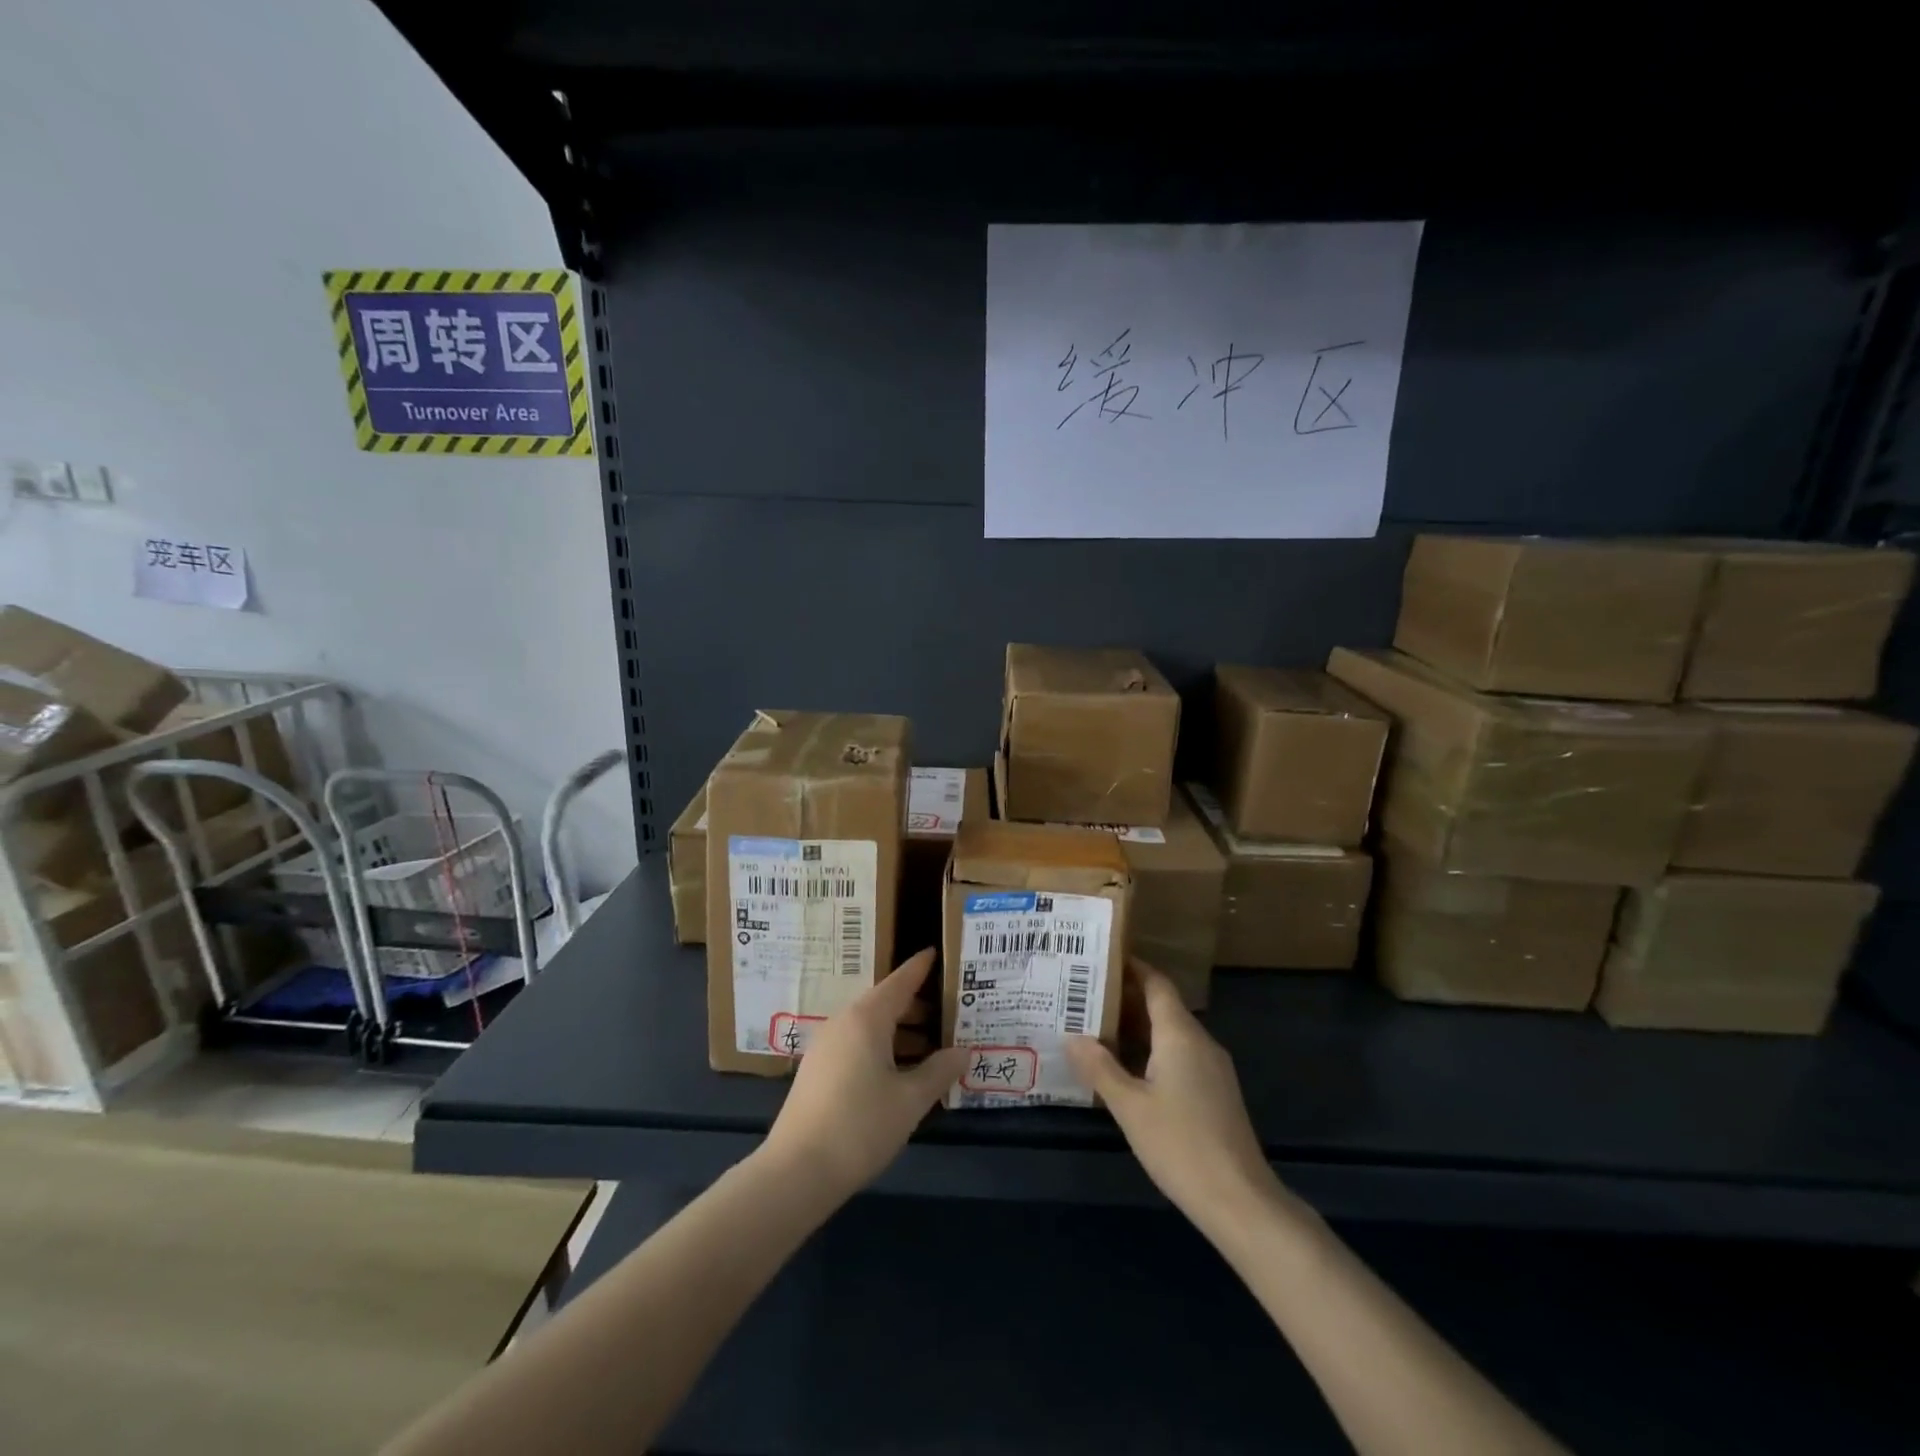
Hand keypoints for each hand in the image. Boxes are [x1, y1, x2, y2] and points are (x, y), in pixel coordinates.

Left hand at [762, 949, 964, 1199]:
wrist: (796, 1172)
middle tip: (949, 1011)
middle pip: (885, 1002)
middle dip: (916, 1006)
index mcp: (867, 1018)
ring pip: (870, 1026)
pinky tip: (899, 1072)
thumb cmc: (860, 1127)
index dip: (919, 968)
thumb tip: (963, 1051)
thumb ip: (939, 1071)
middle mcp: (843, 1023)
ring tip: (931, 1046)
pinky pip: (856, 1044)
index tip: (935, 952)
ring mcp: (826, 1047)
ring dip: (900, 1031)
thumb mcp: (910, 1100)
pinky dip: (882, 1047)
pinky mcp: (817, 1071)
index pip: (900, 982)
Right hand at [1065, 959, 1278, 1232]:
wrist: (1240, 1200)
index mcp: (1180, 1034)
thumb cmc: (1181, 1145)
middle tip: (1084, 996)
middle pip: (1162, 1005)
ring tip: (1096, 1028)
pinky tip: (1127, 1069)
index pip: (1156, 983)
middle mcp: (1200, 1041)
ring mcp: (1212, 1068)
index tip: (1100, 960)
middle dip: (1125, 998)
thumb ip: (1099, 1068)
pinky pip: (1179, 1055)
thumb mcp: (1130, 1107)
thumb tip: (1071, 1036)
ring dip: (1137, 1027)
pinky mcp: (1215, 1092)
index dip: (1131, 968)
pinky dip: (1152, 1051)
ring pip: (1170, 1033)